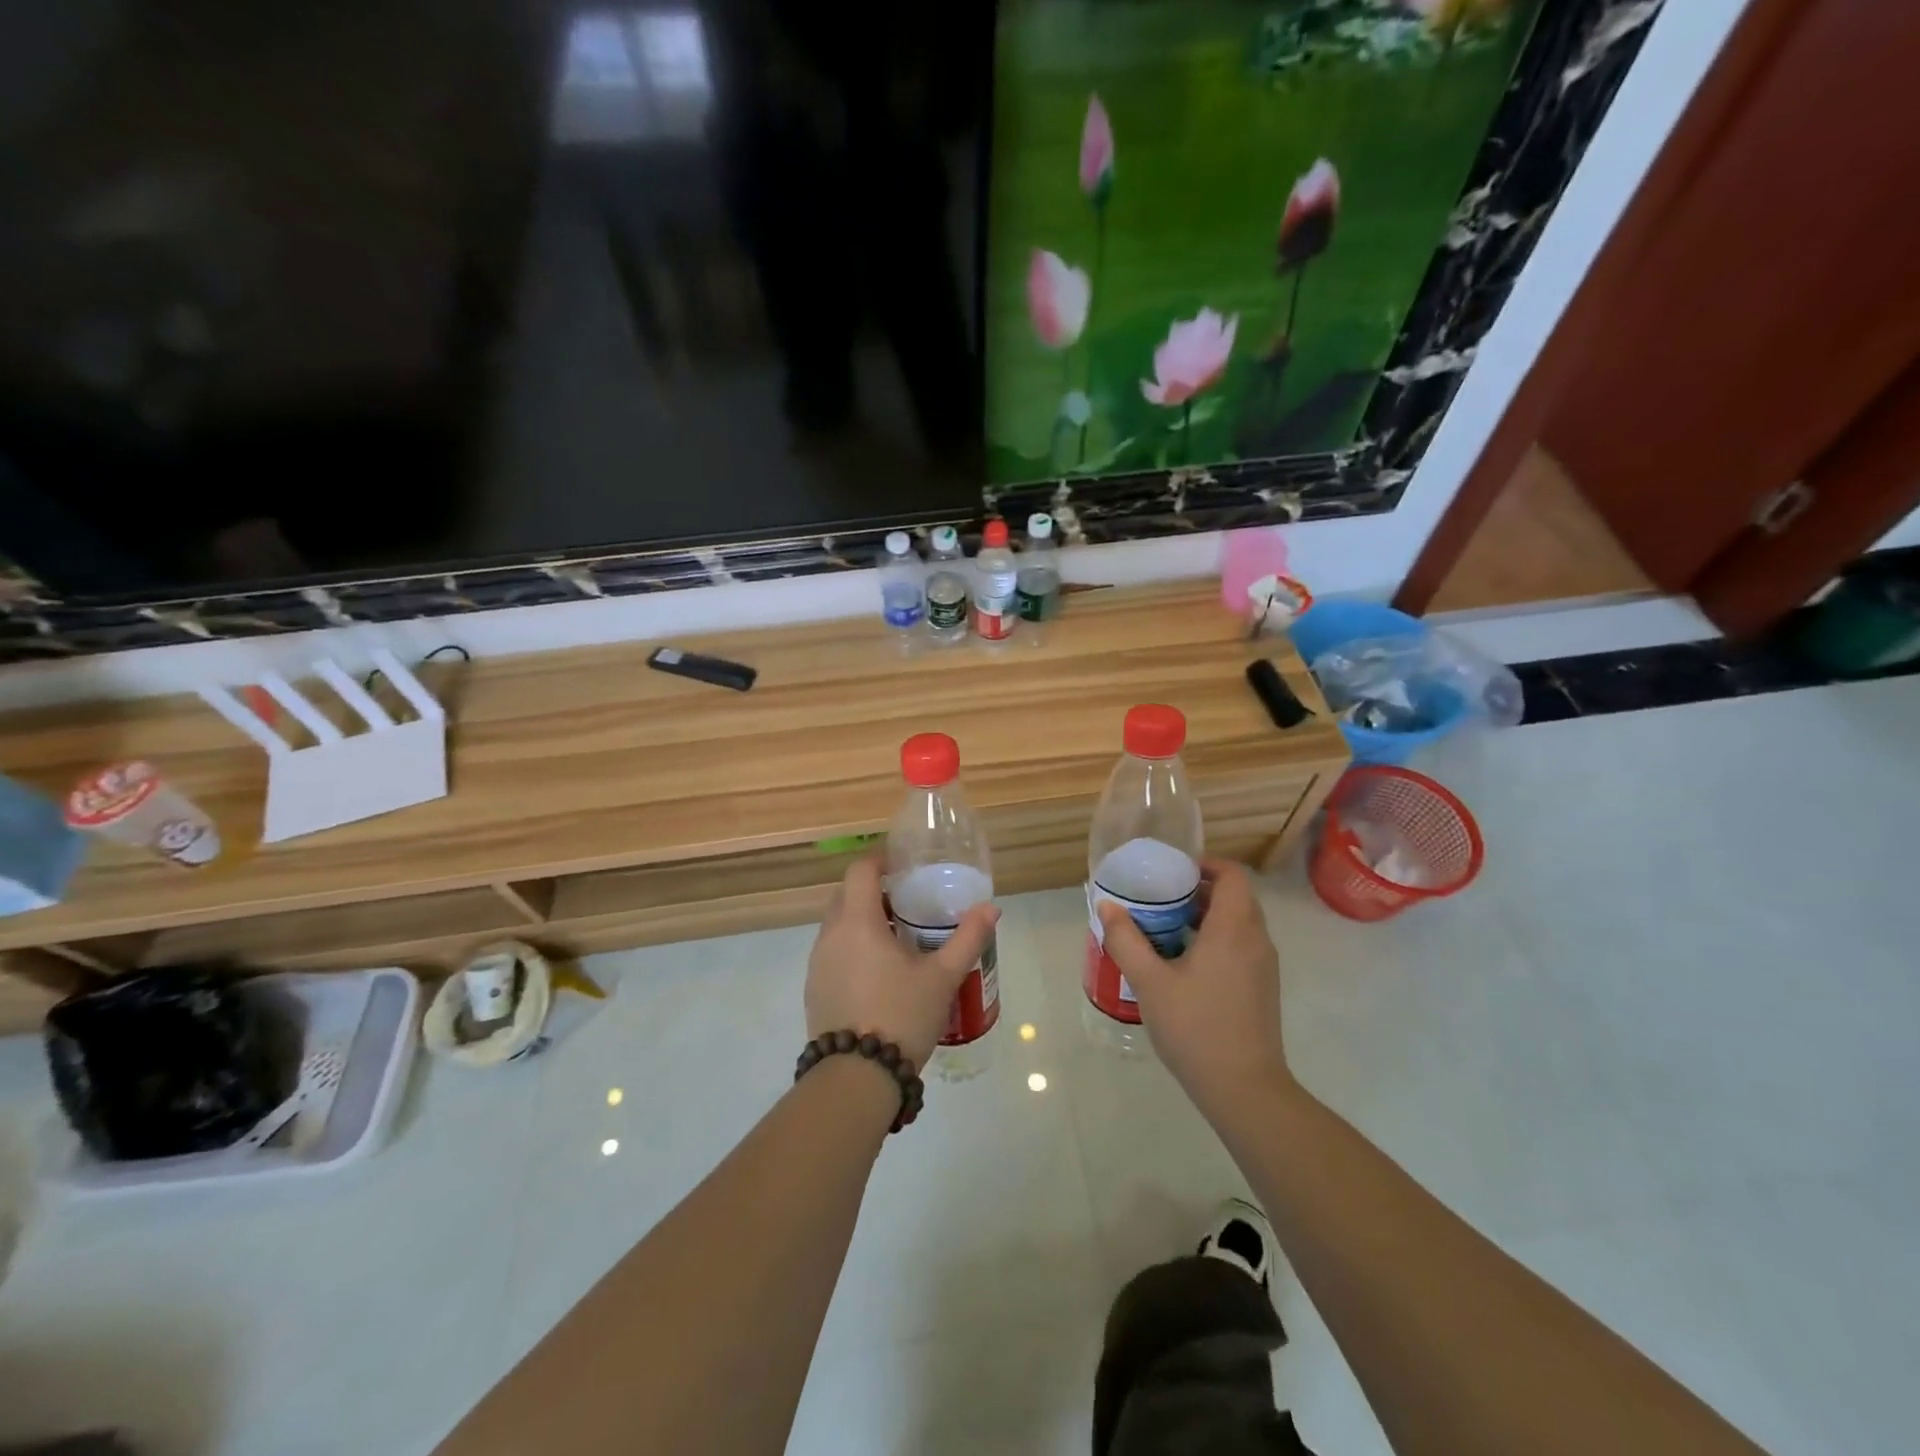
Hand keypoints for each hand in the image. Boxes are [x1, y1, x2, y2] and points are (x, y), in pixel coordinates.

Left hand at [806, 857, 998, 1068]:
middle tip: (908, 900)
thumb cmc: (901, 1016)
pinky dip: (852, 946)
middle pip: (846, 895)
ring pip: (837, 924)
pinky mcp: (814, 989)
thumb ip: (968, 938)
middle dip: (874, 890)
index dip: (881, 859)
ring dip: (862, 919)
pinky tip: (879, 971)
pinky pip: (832, 951)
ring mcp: (817, 964)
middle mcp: (830, 935)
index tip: (904, 864)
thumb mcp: (943, 977)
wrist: (856, 1078)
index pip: (860, 870)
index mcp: (857, 922)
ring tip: (897, 936)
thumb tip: (991, 907)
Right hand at [1097, 858, 1291, 1118]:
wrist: (1245, 1089)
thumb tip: (1107, 906)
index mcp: (1233, 929)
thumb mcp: (1150, 982)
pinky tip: (1183, 963)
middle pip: (1235, 897)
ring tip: (1165, 929)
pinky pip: (1241, 946)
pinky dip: (1216, 939)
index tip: (1171, 872)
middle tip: (1160, 899)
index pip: (1231, 875)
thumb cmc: (1196, 1028)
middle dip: (1198, 890)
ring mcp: (1264, 966)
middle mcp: (1256, 940)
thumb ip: (1126, 940)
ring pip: (1239, 923)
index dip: (1204, 865)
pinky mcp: (1263, 988)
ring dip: (1206, 916)